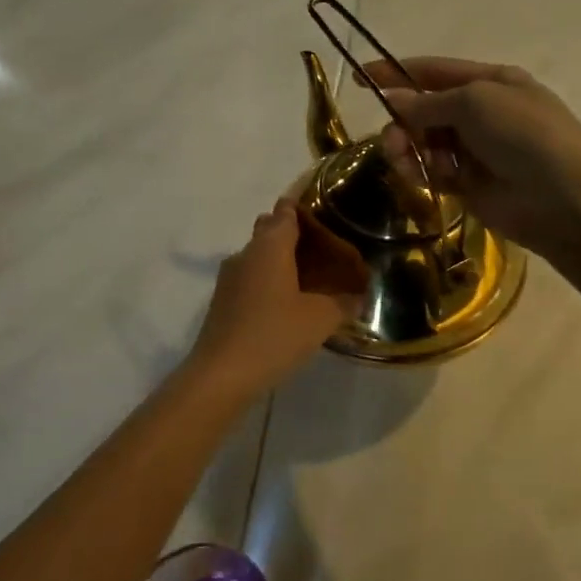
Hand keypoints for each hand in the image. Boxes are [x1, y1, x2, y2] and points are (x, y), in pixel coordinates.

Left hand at [189, 199, 365, 396]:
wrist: (221, 375)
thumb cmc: (274, 335)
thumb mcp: (320, 320)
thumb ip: (343, 304)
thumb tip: (359, 296)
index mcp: (270, 247)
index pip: (285, 211)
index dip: (303, 206)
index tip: (324, 210)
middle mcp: (246, 254)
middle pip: (270, 230)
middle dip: (294, 234)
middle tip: (324, 250)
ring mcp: (229, 278)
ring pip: (258, 256)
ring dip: (281, 261)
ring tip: (311, 279)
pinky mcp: (223, 302)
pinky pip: (251, 279)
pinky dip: (270, 282)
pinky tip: (288, 305)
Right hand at [370, 58, 580, 255]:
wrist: (563, 197)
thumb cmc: (524, 135)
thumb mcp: (475, 103)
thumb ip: (429, 103)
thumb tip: (394, 100)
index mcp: (490, 82)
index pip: (434, 71)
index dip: (397, 73)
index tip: (361, 79)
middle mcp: (481, 113)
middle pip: (425, 110)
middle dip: (403, 121)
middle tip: (395, 139)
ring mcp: (476, 150)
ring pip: (425, 143)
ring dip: (409, 148)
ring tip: (405, 161)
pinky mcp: (470, 185)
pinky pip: (433, 172)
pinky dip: (423, 172)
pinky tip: (423, 177)